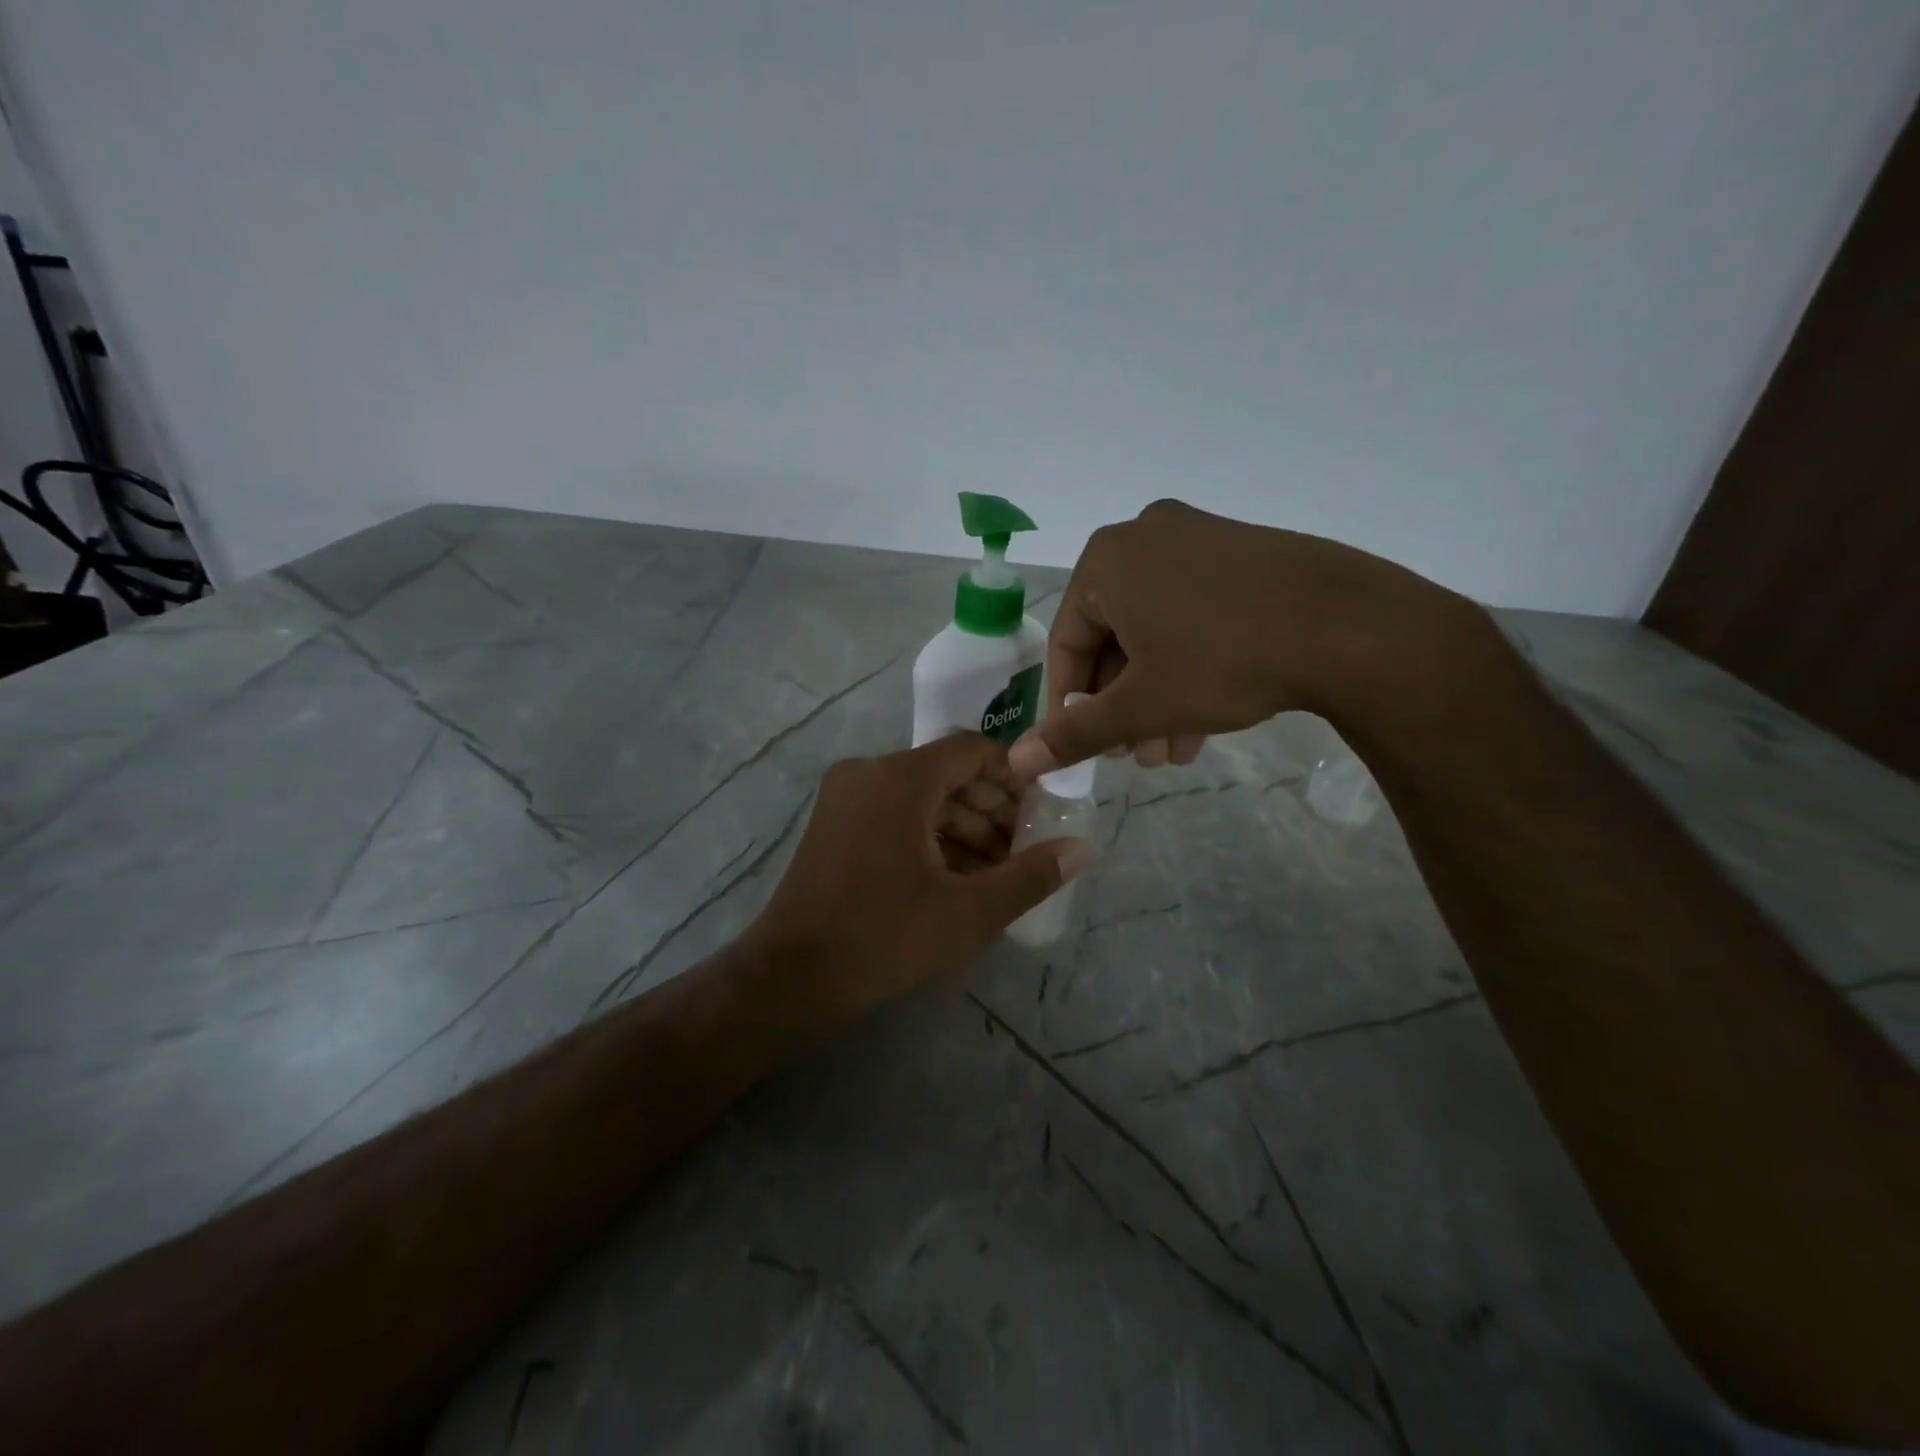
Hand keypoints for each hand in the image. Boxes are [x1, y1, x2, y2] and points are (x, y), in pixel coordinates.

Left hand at [748, 734, 1089, 1018]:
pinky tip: (956, 877)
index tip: (1042, 811)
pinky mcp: (834, 824)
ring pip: (921, 795)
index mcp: (899, 778)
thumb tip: (1082, 849)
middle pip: (947, 772)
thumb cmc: (884, 937)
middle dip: (992, 808)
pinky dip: (929, 835)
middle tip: (1024, 849)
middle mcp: (868, 773)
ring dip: (963, 826)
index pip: (972, 750)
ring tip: (997, 871)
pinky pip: (894, 813)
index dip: (1015, 776)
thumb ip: (1029, 876)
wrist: (791, 977)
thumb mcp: (968, 911)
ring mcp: (845, 797)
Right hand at [1010, 499, 1465, 775]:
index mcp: (1105, 560)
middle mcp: (1144, 536)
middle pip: (1112, 639)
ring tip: (1173, 751)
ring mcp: (1197, 538)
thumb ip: (1074, 733)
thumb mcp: (1142, 706)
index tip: (1085, 748)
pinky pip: (1191, 614)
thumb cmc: (1224, 661)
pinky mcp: (1239, 552)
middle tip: (1138, 756)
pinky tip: (1204, 719)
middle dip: (1123, 706)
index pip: (1066, 643)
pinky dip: (1188, 665)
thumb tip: (1017, 762)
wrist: (1351, 626)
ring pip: (1155, 632)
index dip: (1070, 704)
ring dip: (1156, 696)